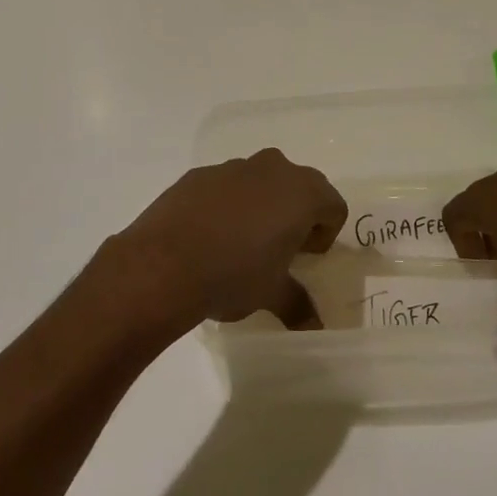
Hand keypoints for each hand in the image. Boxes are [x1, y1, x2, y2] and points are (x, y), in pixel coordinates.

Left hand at [105, 150, 347, 331]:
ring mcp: (232, 167)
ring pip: (261, 181)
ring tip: (242, 242)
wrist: (162, 264)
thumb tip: (315, 327)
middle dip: (296, 213)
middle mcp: (272, 169)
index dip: (325, 234)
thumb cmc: (233, 274)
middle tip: (280, 248)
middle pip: (301, 186)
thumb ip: (298, 304)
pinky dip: (227, 203)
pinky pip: (226, 186)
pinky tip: (209, 235)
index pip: (334, 206)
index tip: (304, 258)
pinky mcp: (199, 174)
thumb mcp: (272, 294)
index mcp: (301, 193)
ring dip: (261, 205)